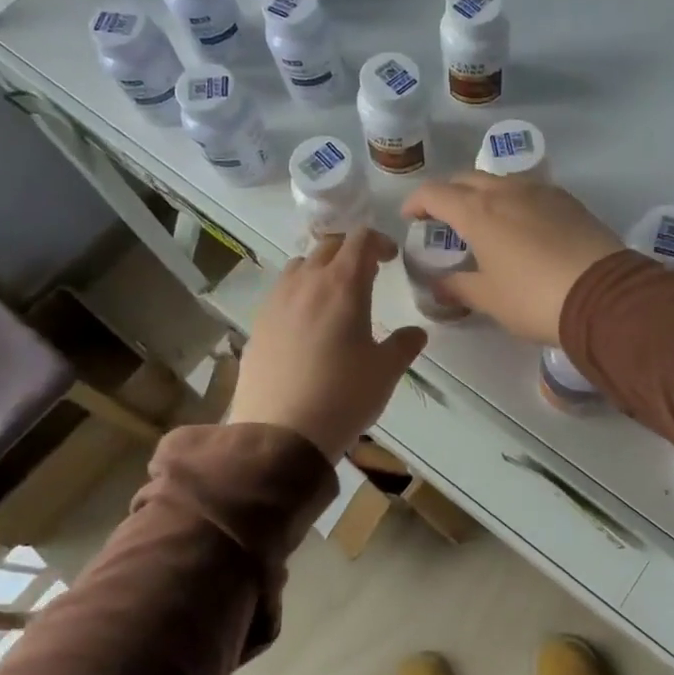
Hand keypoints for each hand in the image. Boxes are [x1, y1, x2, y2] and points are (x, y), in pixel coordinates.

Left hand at [229, 229, 427, 461]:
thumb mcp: (385, 372)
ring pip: (299, 265)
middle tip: (368, 272)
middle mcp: (306, 283)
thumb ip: (403, 345)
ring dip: (320, 268)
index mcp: (343, 285)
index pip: (361, 240)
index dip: (379, 241)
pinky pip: (281, 292)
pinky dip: (299, 293)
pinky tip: (307, 323)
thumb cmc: (343, 396)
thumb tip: (416, 333)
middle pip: (328, 246)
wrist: (280, 433)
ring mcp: (276, 302)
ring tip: (334, 294)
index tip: (391, 258)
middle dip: (351, 251)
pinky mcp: (257, 324)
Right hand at [400, 176, 625, 343]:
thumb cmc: (534, 298)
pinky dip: (514, 201)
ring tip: (484, 222)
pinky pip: (530, 191)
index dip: (417, 202)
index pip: (435, 193)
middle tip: (444, 220)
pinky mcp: (568, 201)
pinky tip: (521, 226)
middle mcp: (506, 191)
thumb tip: (438, 286)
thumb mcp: (489, 299)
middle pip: (467, 179)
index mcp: (478, 212)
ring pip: (500, 181)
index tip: (411, 218)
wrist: (604, 295)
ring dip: (483, 195)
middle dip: (449, 194)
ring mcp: (541, 192)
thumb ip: (458, 287)